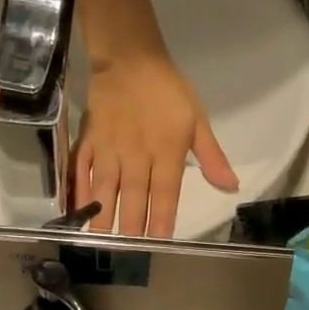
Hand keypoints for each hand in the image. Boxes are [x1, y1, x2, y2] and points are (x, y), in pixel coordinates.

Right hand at [76, 53, 237, 237]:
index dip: (161, 220)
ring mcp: (110, 148)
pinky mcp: (90, 139)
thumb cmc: (168, 90)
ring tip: (100, 240)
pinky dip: (79, 190)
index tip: (159, 243)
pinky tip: (77, 208)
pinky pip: (83, 168)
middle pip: (133, 196)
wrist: (130, 57)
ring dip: (102, 214)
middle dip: (130, 226)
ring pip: (106, 187)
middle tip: (127, 252)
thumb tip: (231, 187)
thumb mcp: (198, 120)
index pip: (165, 194)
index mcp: (166, 152)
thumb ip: (212, 158)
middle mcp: (137, 155)